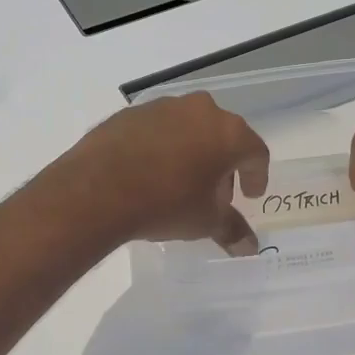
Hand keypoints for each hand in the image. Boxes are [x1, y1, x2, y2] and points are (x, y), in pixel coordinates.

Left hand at [39, 93, 270, 254]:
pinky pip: (157, 130)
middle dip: (222, 165)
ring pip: (189, 129)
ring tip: (180, 184)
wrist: (97, 189)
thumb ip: (231, 229)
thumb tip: (249, 247)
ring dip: (192, 153)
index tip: (250, 195)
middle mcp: (199, 110)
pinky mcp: (130, 113)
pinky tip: (149, 173)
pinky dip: (162, 147)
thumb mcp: (204, 221)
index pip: (255, 152)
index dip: (256, 176)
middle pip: (222, 136)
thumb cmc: (165, 203)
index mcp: (228, 132)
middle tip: (214, 194)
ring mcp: (162, 106)